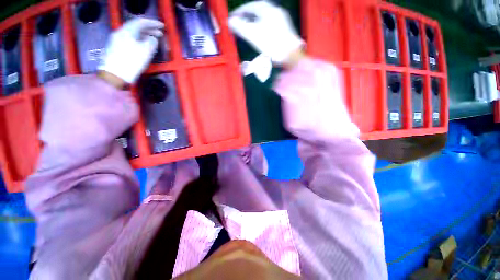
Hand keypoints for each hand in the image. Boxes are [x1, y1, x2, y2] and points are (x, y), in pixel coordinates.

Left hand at [98, 18, 163, 83]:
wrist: (114, 74)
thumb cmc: (131, 62)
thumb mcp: (146, 51)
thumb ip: (151, 42)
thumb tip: (153, 39)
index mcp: (128, 31)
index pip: (141, 22)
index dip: (153, 23)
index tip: (163, 26)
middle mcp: (121, 32)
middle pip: (136, 26)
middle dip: (149, 29)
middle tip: (160, 33)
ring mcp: (117, 39)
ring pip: (133, 33)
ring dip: (144, 34)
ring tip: (154, 39)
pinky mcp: (116, 47)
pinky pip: (130, 39)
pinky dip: (139, 39)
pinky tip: (144, 45)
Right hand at [229, 1, 303, 63]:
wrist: (290, 55)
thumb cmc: (272, 44)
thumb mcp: (254, 35)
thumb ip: (241, 27)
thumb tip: (230, 21)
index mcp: (268, 9)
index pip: (250, 6)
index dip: (239, 12)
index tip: (232, 18)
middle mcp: (276, 11)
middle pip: (258, 11)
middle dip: (247, 17)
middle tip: (239, 23)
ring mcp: (282, 20)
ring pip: (264, 18)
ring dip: (254, 22)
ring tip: (248, 29)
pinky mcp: (285, 31)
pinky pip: (269, 25)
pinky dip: (262, 28)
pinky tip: (260, 35)